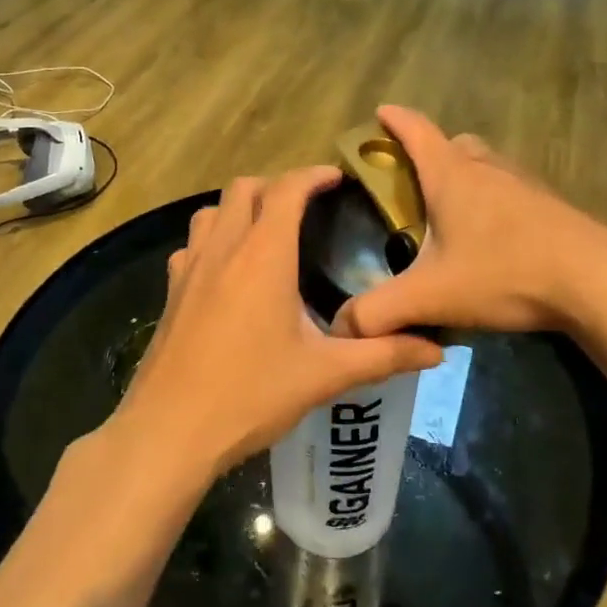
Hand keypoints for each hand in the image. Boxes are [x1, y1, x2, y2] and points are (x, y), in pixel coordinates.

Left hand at [114, 167, 442, 485]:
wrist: (169, 431)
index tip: (337, 178)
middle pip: (243, 188)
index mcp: (263, 255)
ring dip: (240, 207)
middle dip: (277, 185)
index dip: (312, 175)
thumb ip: (382, 356)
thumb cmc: (250, 394)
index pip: (286, 190)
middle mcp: (223, 248)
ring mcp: (189, 268)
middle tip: (307, 206)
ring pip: (211, 211)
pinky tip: (227, 271)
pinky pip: (191, 245)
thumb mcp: (324, 375)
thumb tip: (437, 350)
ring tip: (267, 231)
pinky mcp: (170, 292)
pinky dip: (213, 239)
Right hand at [333, 106, 606, 340]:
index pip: (415, 130)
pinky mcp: (549, 206)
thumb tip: (342, 326)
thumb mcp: (431, 296)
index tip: (380, 112)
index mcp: (451, 174)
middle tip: (414, 185)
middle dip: (431, 153)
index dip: (394, 120)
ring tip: (452, 215)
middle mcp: (486, 167)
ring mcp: (523, 183)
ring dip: (466, 177)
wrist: (595, 282)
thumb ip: (378, 312)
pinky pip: (510, 190)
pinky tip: (494, 240)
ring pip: (486, 165)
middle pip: (454, 144)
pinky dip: (494, 202)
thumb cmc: (504, 272)